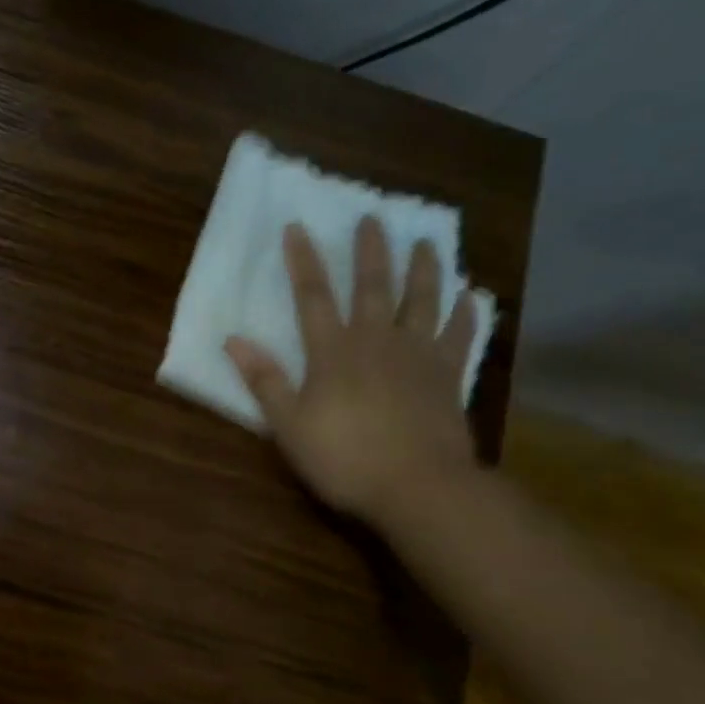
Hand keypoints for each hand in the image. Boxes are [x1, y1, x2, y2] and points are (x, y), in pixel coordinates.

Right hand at [225, 217, 480, 530]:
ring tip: (427, 242)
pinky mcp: (448, 377)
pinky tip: (471, 296)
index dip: (302, 261)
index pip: (312, 297)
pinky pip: (460, 336)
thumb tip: (232, 341)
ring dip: (423, 269)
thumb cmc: (345, 459)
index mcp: (333, 352)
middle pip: (372, 286)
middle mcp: (376, 341)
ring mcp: (417, 356)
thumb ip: (265, 381)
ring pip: (421, 301)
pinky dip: (466, 314)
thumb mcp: (290, 426)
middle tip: (373, 216)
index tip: (297, 226)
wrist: (419, 487)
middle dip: (370, 251)